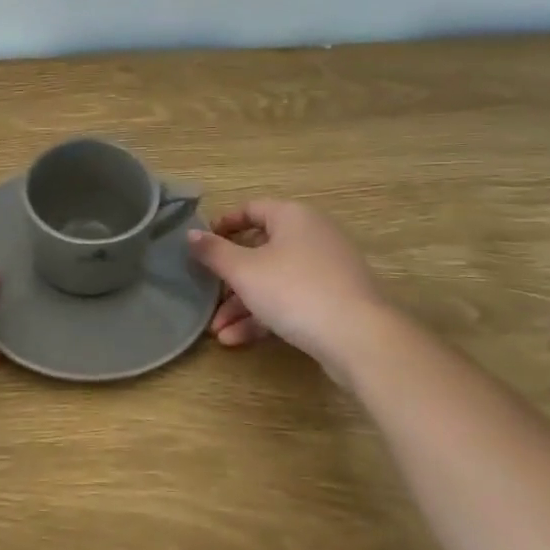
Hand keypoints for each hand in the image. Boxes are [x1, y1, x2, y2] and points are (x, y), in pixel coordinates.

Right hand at [187, 199, 390, 376]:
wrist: (359, 338)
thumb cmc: (294, 290)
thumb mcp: (244, 271)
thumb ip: (214, 252)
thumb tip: (191, 234)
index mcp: (293, 217)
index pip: (251, 209)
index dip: (223, 225)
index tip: (201, 245)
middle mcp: (312, 236)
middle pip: (260, 250)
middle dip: (229, 279)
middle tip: (208, 296)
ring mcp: (326, 270)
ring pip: (273, 281)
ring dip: (242, 305)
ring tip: (218, 331)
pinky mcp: (334, 301)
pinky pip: (291, 301)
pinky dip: (264, 316)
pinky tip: (238, 340)